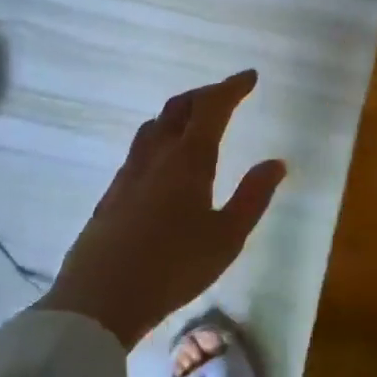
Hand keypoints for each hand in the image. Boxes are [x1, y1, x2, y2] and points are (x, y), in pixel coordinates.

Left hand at [38, 70, 286, 347]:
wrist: (100, 300)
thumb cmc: (173, 268)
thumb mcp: (227, 237)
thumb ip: (253, 196)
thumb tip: (276, 162)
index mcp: (189, 160)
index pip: (211, 108)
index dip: (231, 88)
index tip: (250, 77)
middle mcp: (156, 156)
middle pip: (178, 108)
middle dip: (205, 94)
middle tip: (227, 94)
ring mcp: (129, 173)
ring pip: (153, 125)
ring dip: (178, 112)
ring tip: (195, 119)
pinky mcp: (112, 193)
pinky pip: (139, 148)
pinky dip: (160, 136)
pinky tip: (164, 159)